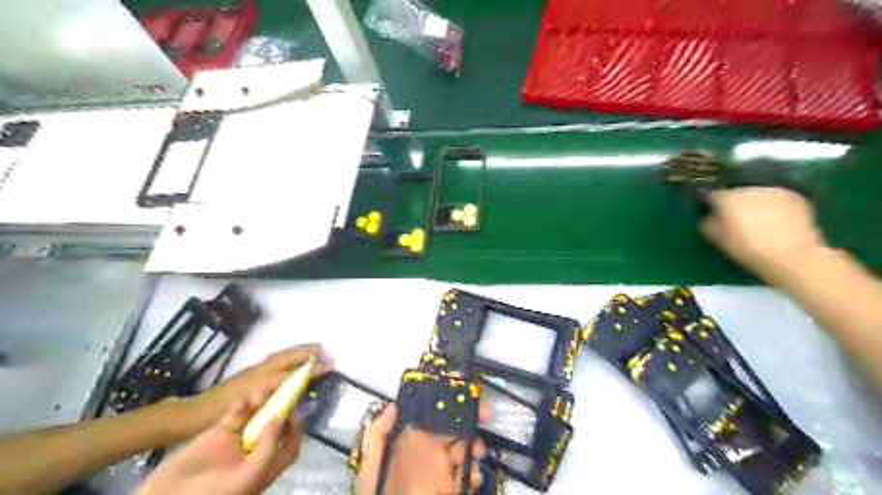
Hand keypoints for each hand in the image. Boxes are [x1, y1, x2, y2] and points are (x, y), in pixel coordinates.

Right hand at [136, 386, 303, 494]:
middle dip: (280, 407)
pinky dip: (241, 406)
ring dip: (262, 402)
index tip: (300, 409)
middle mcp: (253, 453)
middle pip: (273, 426)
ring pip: (254, 418)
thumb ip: (268, 446)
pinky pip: (233, 416)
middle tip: (287, 386)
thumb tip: (283, 418)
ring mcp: (233, 443)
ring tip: (268, 385)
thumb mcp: (248, 475)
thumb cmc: (213, 494)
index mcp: (265, 467)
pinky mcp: (214, 435)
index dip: (297, 429)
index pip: (289, 446)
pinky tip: (246, 396)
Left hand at [178, 345, 329, 434]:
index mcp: (266, 376)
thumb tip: (299, 389)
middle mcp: (264, 368)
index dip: (313, 367)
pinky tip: (294, 362)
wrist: (195, 412)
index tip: (330, 365)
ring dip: (300, 351)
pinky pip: (278, 359)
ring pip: (284, 354)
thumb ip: (276, 396)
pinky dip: (290, 355)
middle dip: (309, 351)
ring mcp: (257, 369)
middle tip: (325, 351)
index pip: (296, 368)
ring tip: (315, 351)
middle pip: (290, 354)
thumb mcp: (252, 406)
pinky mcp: (252, 372)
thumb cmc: (224, 413)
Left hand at [353, 404, 484, 494]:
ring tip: (478, 449)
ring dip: (475, 445)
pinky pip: (468, 477)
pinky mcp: (454, 490)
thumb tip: (394, 404)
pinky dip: (474, 473)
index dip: (445, 400)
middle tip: (484, 411)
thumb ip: (379, 435)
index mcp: (410, 444)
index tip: (460, 384)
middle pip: (452, 429)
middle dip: (469, 417)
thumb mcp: (371, 468)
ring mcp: (443, 473)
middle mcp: (429, 455)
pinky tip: (472, 475)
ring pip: (464, 450)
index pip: (430, 416)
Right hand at [704, 188, 827, 276]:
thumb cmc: (747, 248)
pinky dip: (772, 205)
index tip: (709, 210)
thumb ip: (707, 222)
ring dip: (753, 202)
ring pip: (756, 193)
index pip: (711, 194)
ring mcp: (773, 190)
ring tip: (756, 218)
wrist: (792, 256)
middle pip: (735, 191)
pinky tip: (774, 219)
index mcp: (726, 198)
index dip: (709, 202)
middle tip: (733, 216)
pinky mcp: (795, 196)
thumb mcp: (715, 239)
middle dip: (733, 201)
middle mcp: (749, 188)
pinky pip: (775, 197)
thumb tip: (710, 214)